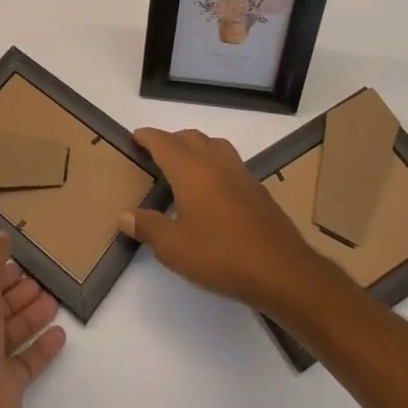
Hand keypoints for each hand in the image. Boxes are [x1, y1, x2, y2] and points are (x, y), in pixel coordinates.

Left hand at [0, 233, 65, 407]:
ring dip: (32, 315)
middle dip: (17, 292)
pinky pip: (27, 362)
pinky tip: (60, 335)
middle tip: (41, 280)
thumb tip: (1, 237)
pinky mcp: (5, 386)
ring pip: (12, 332)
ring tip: (54, 301)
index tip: (19, 262)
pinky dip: (43, 348)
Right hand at [120, 127, 331, 317]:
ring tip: (185, 165)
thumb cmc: (221, 255)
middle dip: (170, 140)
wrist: (282, 271)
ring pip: (214, 145)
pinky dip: (215, 163)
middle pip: (190, 137)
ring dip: (196, 147)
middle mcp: (215, 163)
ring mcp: (240, 174)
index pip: (164, 142)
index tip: (135, 137)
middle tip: (156, 153)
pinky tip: (214, 189)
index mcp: (190, 170)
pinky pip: (230, 162)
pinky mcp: (258, 189)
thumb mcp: (174, 248)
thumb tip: (125, 216)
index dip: (147, 137)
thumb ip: (148, 227)